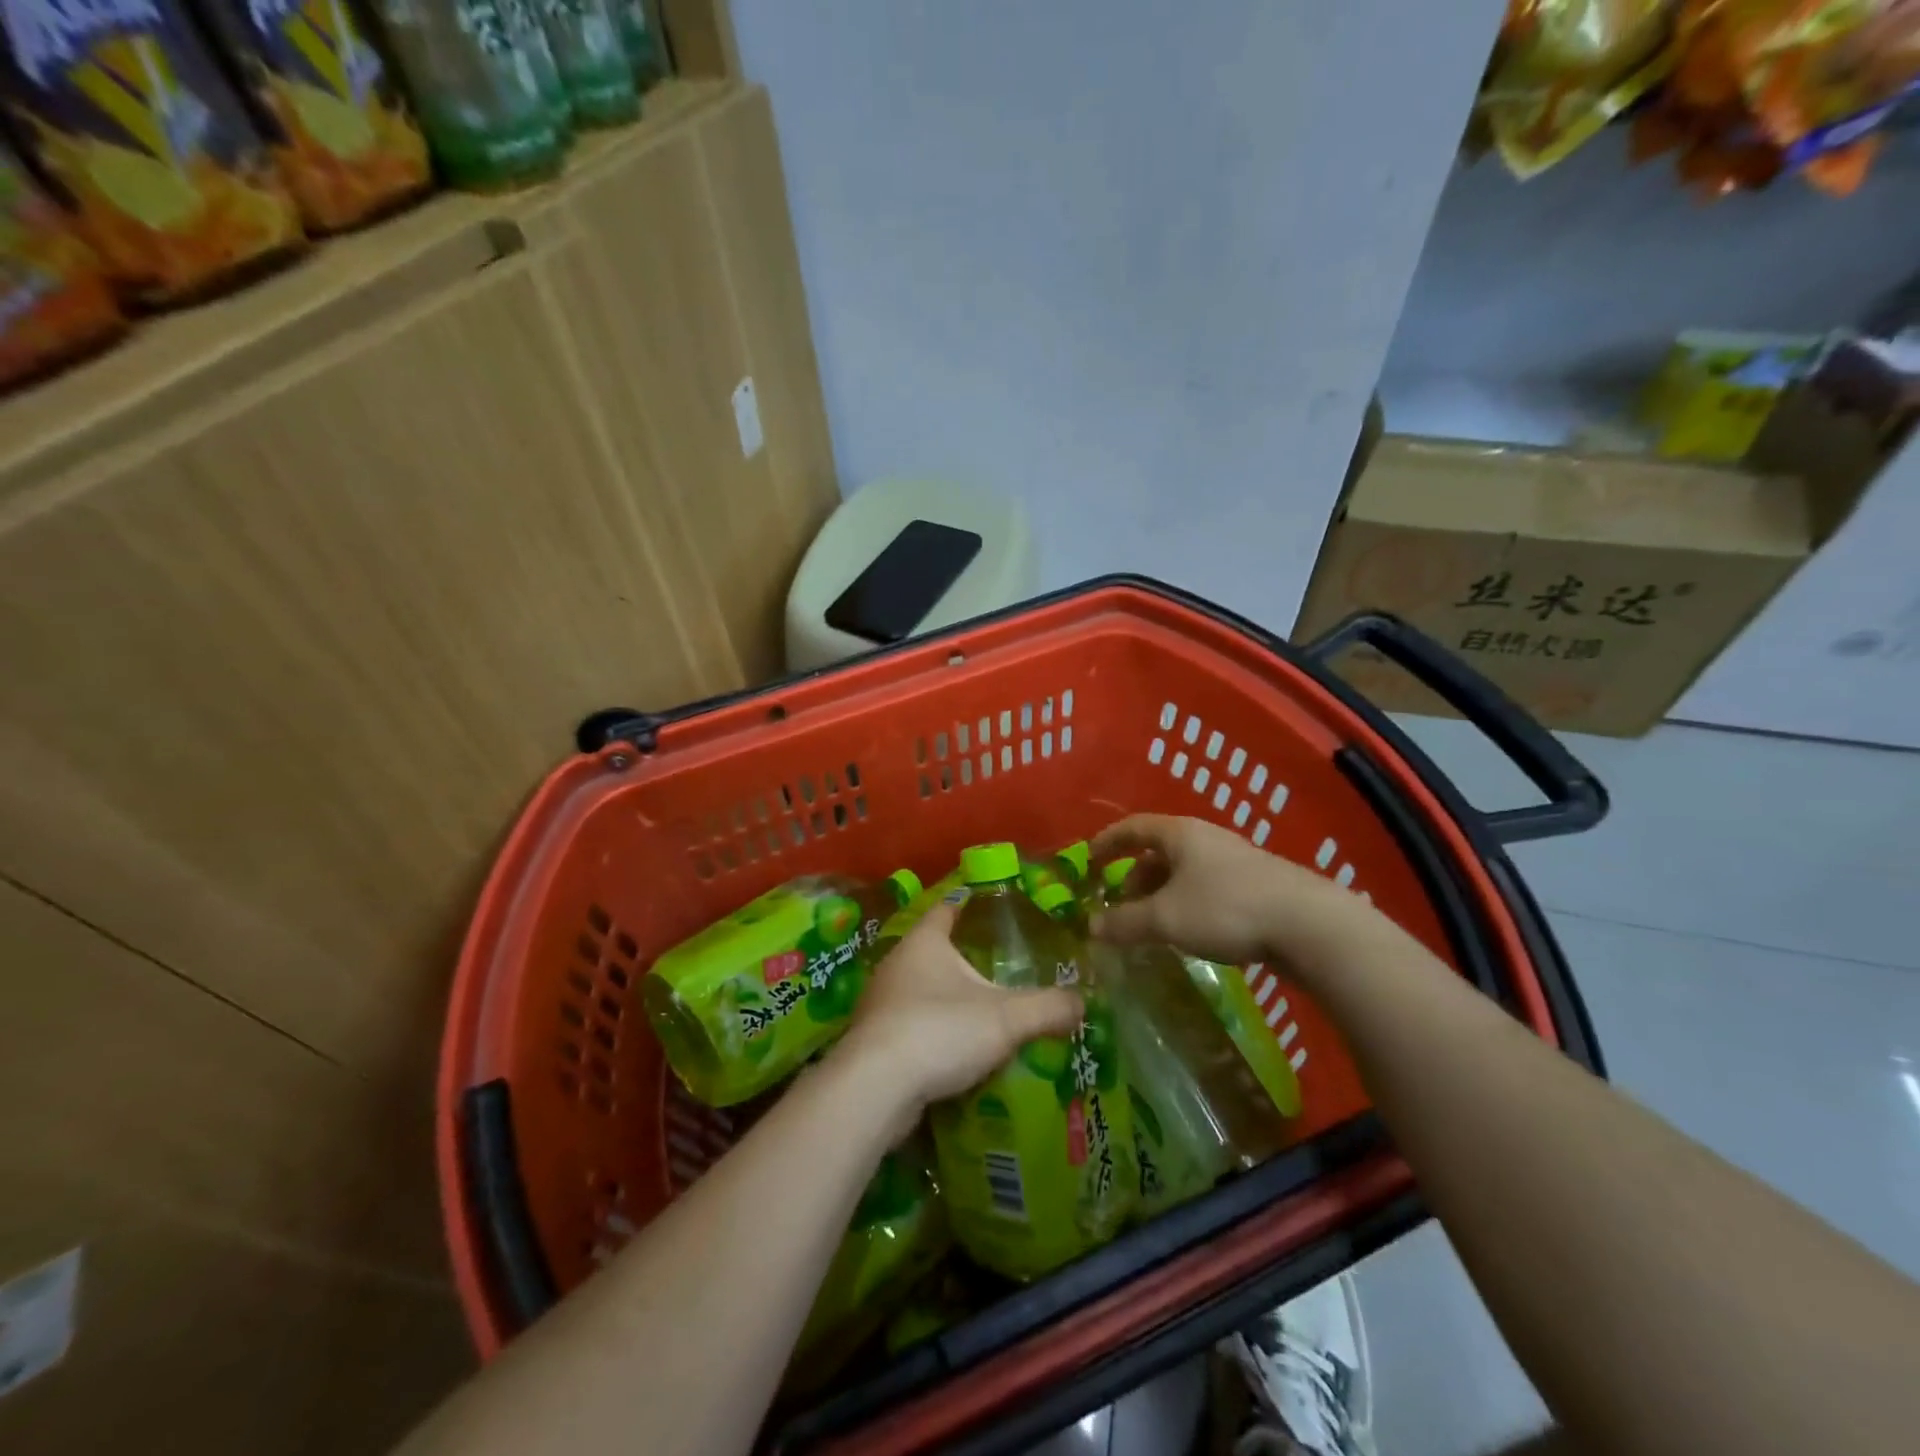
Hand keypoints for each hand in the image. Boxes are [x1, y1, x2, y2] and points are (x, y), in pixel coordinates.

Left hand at [838, 897, 1082, 1132]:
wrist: (875, 1089)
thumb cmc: (939, 1031)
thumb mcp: (1005, 1019)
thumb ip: (1048, 1008)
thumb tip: (1082, 1002)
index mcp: (924, 942)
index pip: (947, 908)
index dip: (968, 904)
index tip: (991, 906)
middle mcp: (896, 964)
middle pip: (933, 951)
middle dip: (962, 959)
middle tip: (1000, 970)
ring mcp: (879, 1003)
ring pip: (919, 991)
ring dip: (945, 1000)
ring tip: (981, 1013)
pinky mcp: (873, 1041)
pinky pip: (909, 1027)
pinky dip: (931, 1033)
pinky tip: (953, 1052)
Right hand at [1088, 813, 1361, 965]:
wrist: (1309, 925)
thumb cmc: (1225, 909)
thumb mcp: (1165, 918)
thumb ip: (1124, 922)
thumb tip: (1090, 927)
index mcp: (1180, 834)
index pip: (1133, 827)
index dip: (1107, 842)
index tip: (1088, 861)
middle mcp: (1207, 839)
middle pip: (1159, 852)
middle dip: (1135, 878)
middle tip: (1121, 908)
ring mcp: (1236, 861)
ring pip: (1185, 873)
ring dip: (1162, 895)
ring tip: (1155, 927)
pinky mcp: (1258, 886)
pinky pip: (1208, 889)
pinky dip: (1188, 905)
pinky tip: (1193, 934)